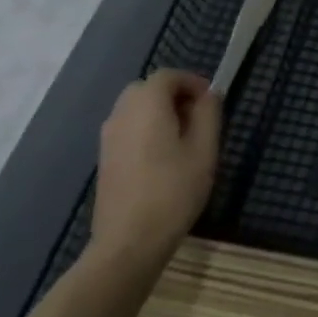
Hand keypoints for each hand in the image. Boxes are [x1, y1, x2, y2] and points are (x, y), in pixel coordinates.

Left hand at [93, 69, 221, 266]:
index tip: (212, 102)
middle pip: (148, 88)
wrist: (130, 240)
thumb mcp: (204, 149)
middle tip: (199, 118)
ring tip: (184, 139)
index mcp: (146, 106)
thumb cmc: (174, 191)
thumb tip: (209, 94)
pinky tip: (164, 157)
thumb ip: (208, 114)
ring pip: (136, 108)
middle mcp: (121, 114)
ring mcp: (108, 137)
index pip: (168, 76)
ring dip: (160, 112)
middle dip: (175, 95)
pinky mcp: (105, 158)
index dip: (192, 82)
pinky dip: (146, 129)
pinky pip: (128, 128)